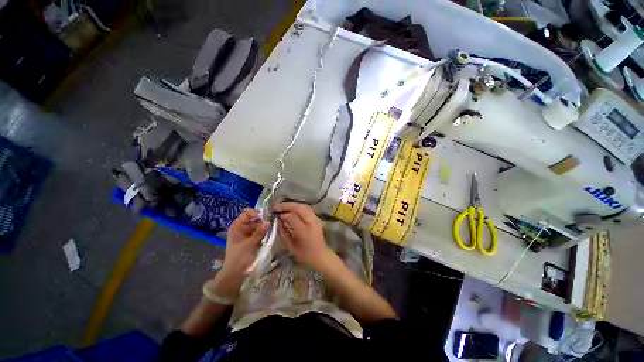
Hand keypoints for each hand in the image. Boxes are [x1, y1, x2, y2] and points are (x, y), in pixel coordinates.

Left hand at [214, 208, 268, 295]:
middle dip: (263, 220)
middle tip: (272, 224)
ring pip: (259, 226)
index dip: (256, 213)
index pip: (247, 213)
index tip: (265, 218)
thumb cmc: (239, 257)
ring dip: (266, 227)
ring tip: (272, 229)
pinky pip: (261, 233)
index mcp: (237, 226)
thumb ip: (260, 232)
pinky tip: (271, 234)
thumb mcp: (250, 243)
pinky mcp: (254, 240)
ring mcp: (249, 234)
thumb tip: (269, 221)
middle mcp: (243, 228)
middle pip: (255, 219)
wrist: (235, 275)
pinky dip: (266, 233)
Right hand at [275, 202, 331, 270]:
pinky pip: (307, 208)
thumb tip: (276, 222)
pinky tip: (292, 208)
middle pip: (299, 208)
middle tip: (276, 206)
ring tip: (283, 206)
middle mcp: (311, 222)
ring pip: (303, 206)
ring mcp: (315, 219)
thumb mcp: (290, 246)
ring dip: (292, 204)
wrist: (320, 256)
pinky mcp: (317, 218)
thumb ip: (282, 233)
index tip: (275, 215)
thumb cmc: (304, 254)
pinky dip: (298, 206)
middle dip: (287, 205)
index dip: (283, 214)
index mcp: (304, 231)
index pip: (292, 217)